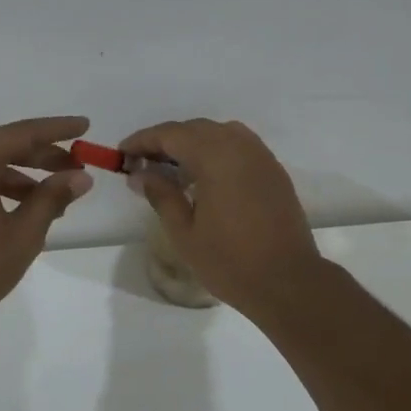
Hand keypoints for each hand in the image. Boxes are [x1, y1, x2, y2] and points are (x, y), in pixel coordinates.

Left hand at [0, 116, 94, 325]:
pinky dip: (4, 188)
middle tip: (77, 165)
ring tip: (59, 195)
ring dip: (26, 175)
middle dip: (44, 155)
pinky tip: (28, 208)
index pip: (21, 134)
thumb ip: (52, 198)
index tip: (84, 126)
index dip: (56, 129)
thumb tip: (81, 177)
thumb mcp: (24, 233)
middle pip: (5, 146)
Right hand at [119, 119, 324, 317]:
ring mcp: (261, 156)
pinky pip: (239, 147)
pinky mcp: (274, 171)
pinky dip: (216, 152)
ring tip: (173, 170)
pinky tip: (205, 178)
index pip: (171, 134)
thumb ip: (161, 195)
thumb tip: (140, 174)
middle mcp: (240, 145)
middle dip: (166, 141)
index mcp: (215, 156)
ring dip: (192, 144)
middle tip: (142, 164)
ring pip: (219, 134)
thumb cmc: (230, 261)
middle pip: (195, 129)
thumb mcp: (184, 232)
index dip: (143, 141)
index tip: (122, 154)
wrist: (287, 281)